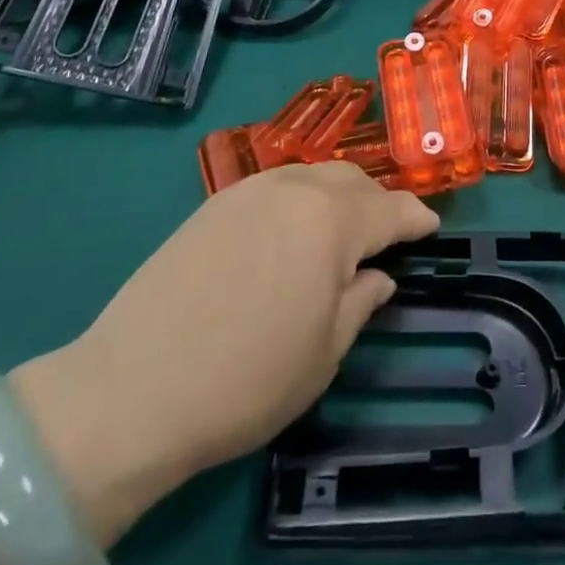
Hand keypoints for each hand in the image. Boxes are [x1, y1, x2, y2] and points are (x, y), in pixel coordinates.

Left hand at [13, 163, 437, 541]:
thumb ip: (360, 302)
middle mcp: (294, 188)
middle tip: (388, 234)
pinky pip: (277, 186)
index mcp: (331, 220)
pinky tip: (292, 230)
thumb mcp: (323, 353)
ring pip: (313, 176)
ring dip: (339, 196)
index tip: (432, 228)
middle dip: (378, 203)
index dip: (416, 219)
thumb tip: (377, 276)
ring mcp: (249, 190)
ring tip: (343, 229)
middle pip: (352, 181)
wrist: (132, 388)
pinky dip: (301, 199)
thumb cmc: (246, 379)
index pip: (390, 209)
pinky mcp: (214, 204)